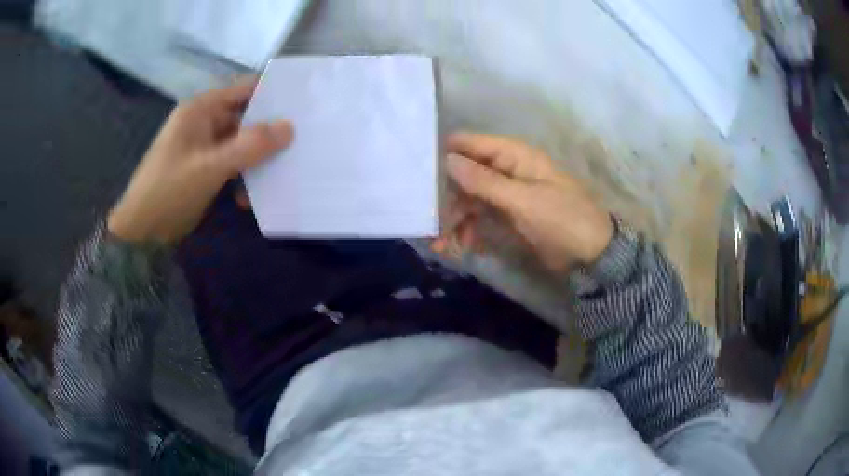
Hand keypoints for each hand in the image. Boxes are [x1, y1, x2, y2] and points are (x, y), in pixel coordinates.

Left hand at [107, 78, 292, 243]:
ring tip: (280, 176)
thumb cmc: (168, 191)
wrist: (141, 231)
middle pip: (247, 117)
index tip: (304, 105)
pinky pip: (233, 165)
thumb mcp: (209, 168)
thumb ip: (249, 146)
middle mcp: (206, 122)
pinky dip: (243, 178)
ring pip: (242, 144)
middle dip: (270, 132)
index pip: (245, 89)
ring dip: (257, 161)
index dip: (274, 93)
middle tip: (303, 143)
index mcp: (202, 109)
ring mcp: (205, 146)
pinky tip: (248, 199)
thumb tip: (290, 127)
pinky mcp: (206, 168)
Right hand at [436, 132, 612, 271]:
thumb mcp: (524, 200)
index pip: (470, 144)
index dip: (443, 153)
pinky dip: (468, 231)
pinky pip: (479, 218)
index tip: (416, 172)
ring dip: (454, 219)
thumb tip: (448, 159)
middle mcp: (506, 170)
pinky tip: (462, 247)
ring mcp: (505, 194)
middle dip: (445, 197)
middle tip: (427, 220)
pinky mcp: (506, 216)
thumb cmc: (563, 219)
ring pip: (468, 200)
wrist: (591, 254)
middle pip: (464, 174)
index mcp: (514, 155)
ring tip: (441, 243)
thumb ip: (485, 181)